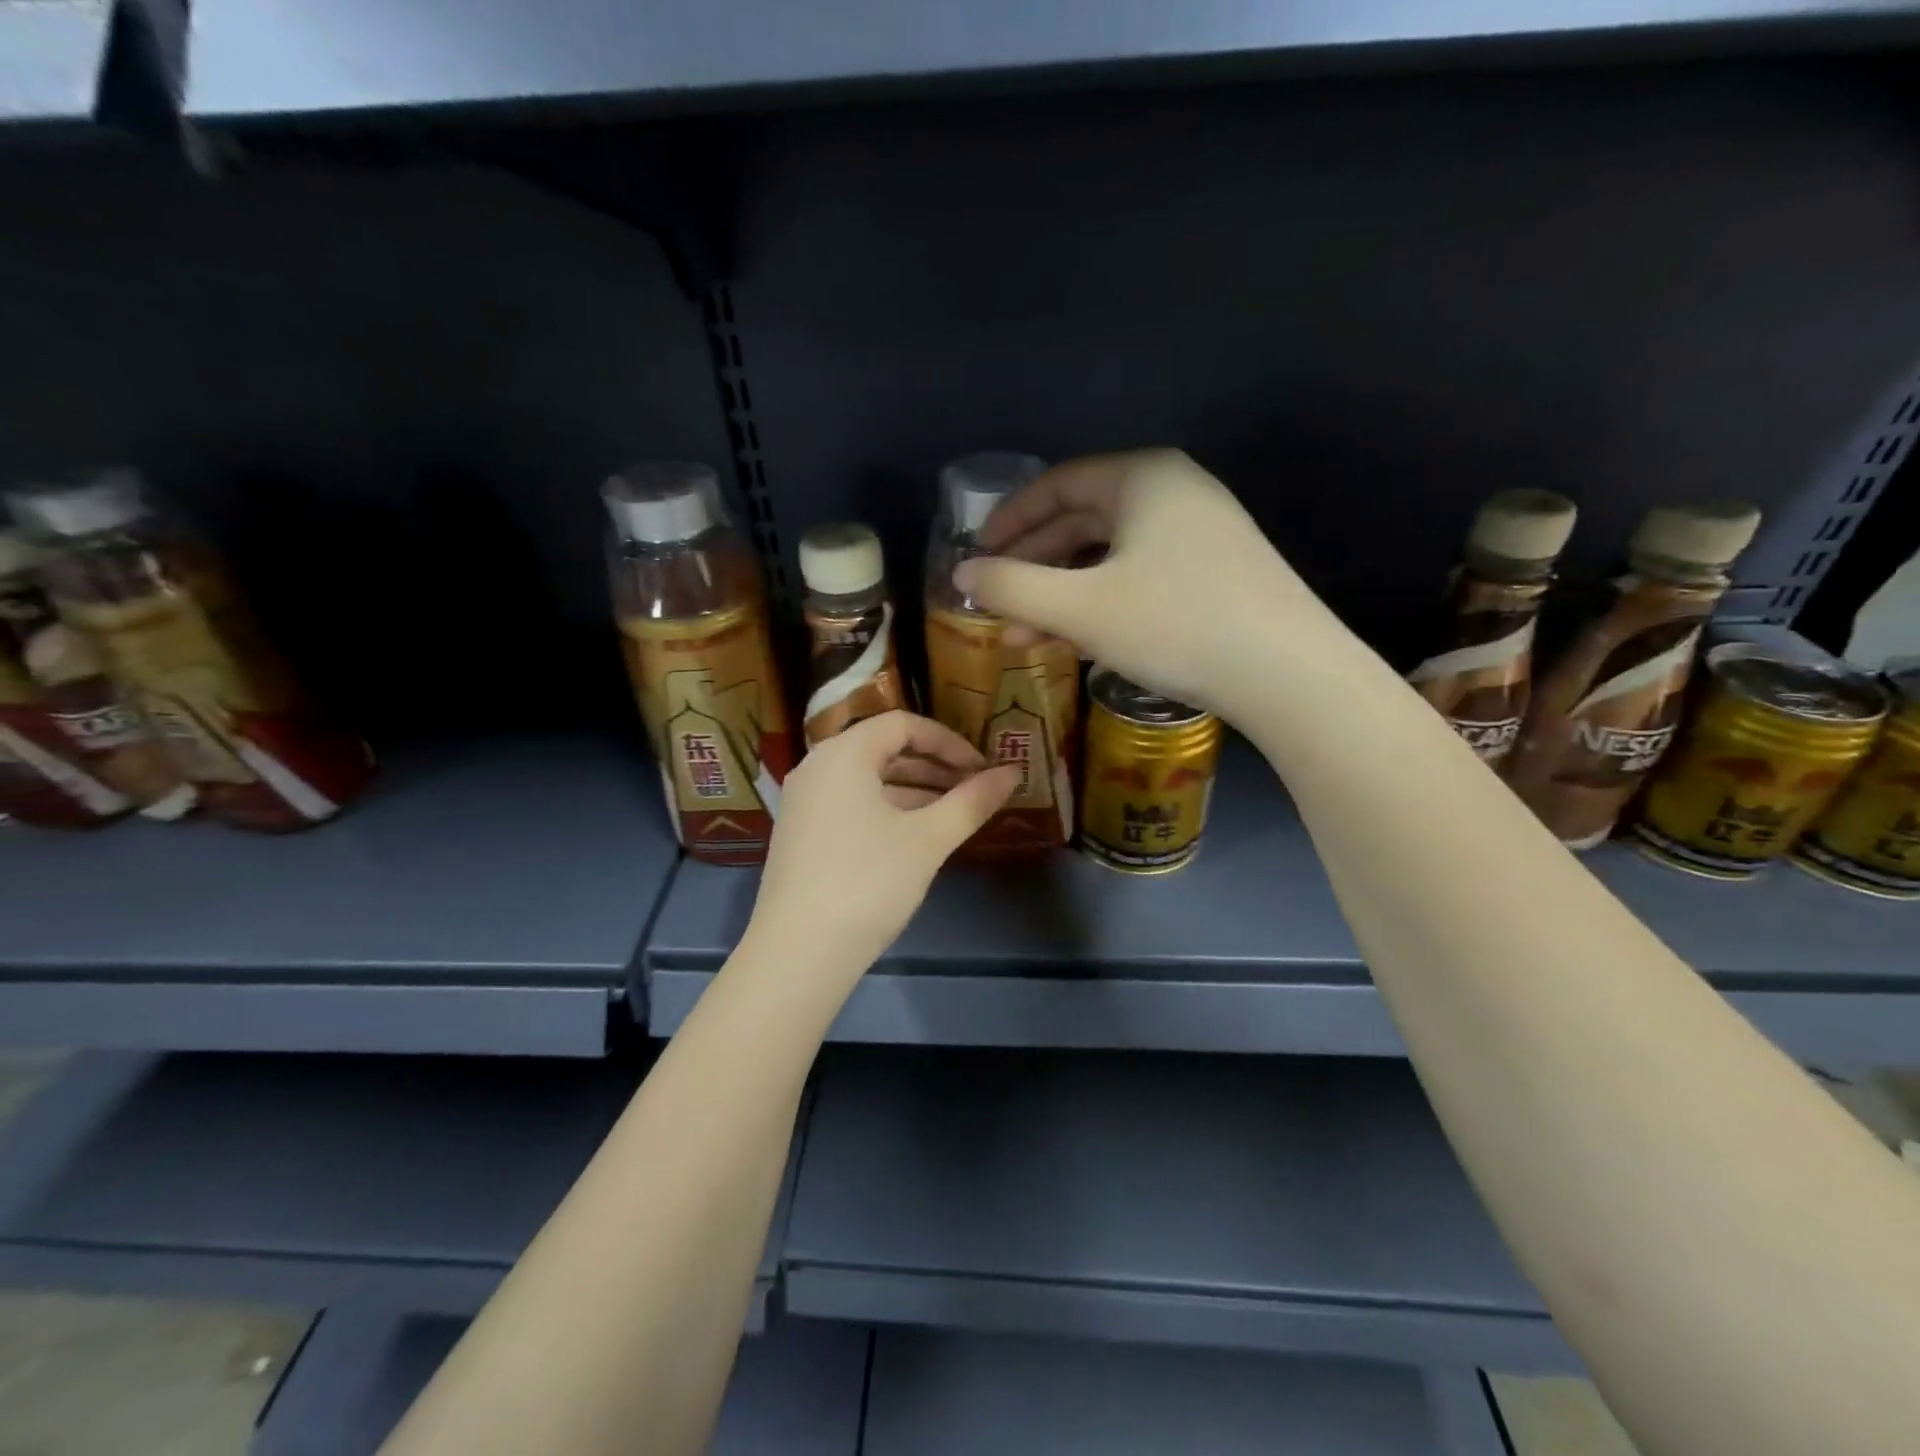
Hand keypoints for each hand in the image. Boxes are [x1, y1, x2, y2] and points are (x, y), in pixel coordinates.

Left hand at [744, 711, 1019, 975]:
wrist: (799, 952)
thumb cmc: (868, 882)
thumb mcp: (928, 839)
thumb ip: (972, 801)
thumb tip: (1013, 773)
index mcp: (843, 754)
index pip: (903, 725)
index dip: (949, 742)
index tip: (981, 770)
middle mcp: (817, 767)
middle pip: (883, 749)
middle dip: (934, 766)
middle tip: (974, 789)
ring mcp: (804, 801)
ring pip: (868, 779)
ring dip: (914, 789)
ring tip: (954, 812)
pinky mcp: (801, 833)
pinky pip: (851, 803)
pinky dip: (888, 809)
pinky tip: (916, 835)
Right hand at [955, 450, 1345, 720]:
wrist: (1288, 674)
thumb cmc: (1174, 624)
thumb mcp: (1079, 608)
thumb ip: (1011, 588)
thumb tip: (962, 574)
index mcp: (1142, 478)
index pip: (1056, 485)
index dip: (1008, 520)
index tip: (975, 555)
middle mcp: (1174, 493)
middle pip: (1082, 521)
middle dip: (1033, 565)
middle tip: (995, 600)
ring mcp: (1202, 535)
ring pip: (1110, 558)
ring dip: (1062, 595)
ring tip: (1024, 636)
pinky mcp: (1217, 575)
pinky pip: (1140, 579)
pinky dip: (1102, 605)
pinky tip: (1077, 642)